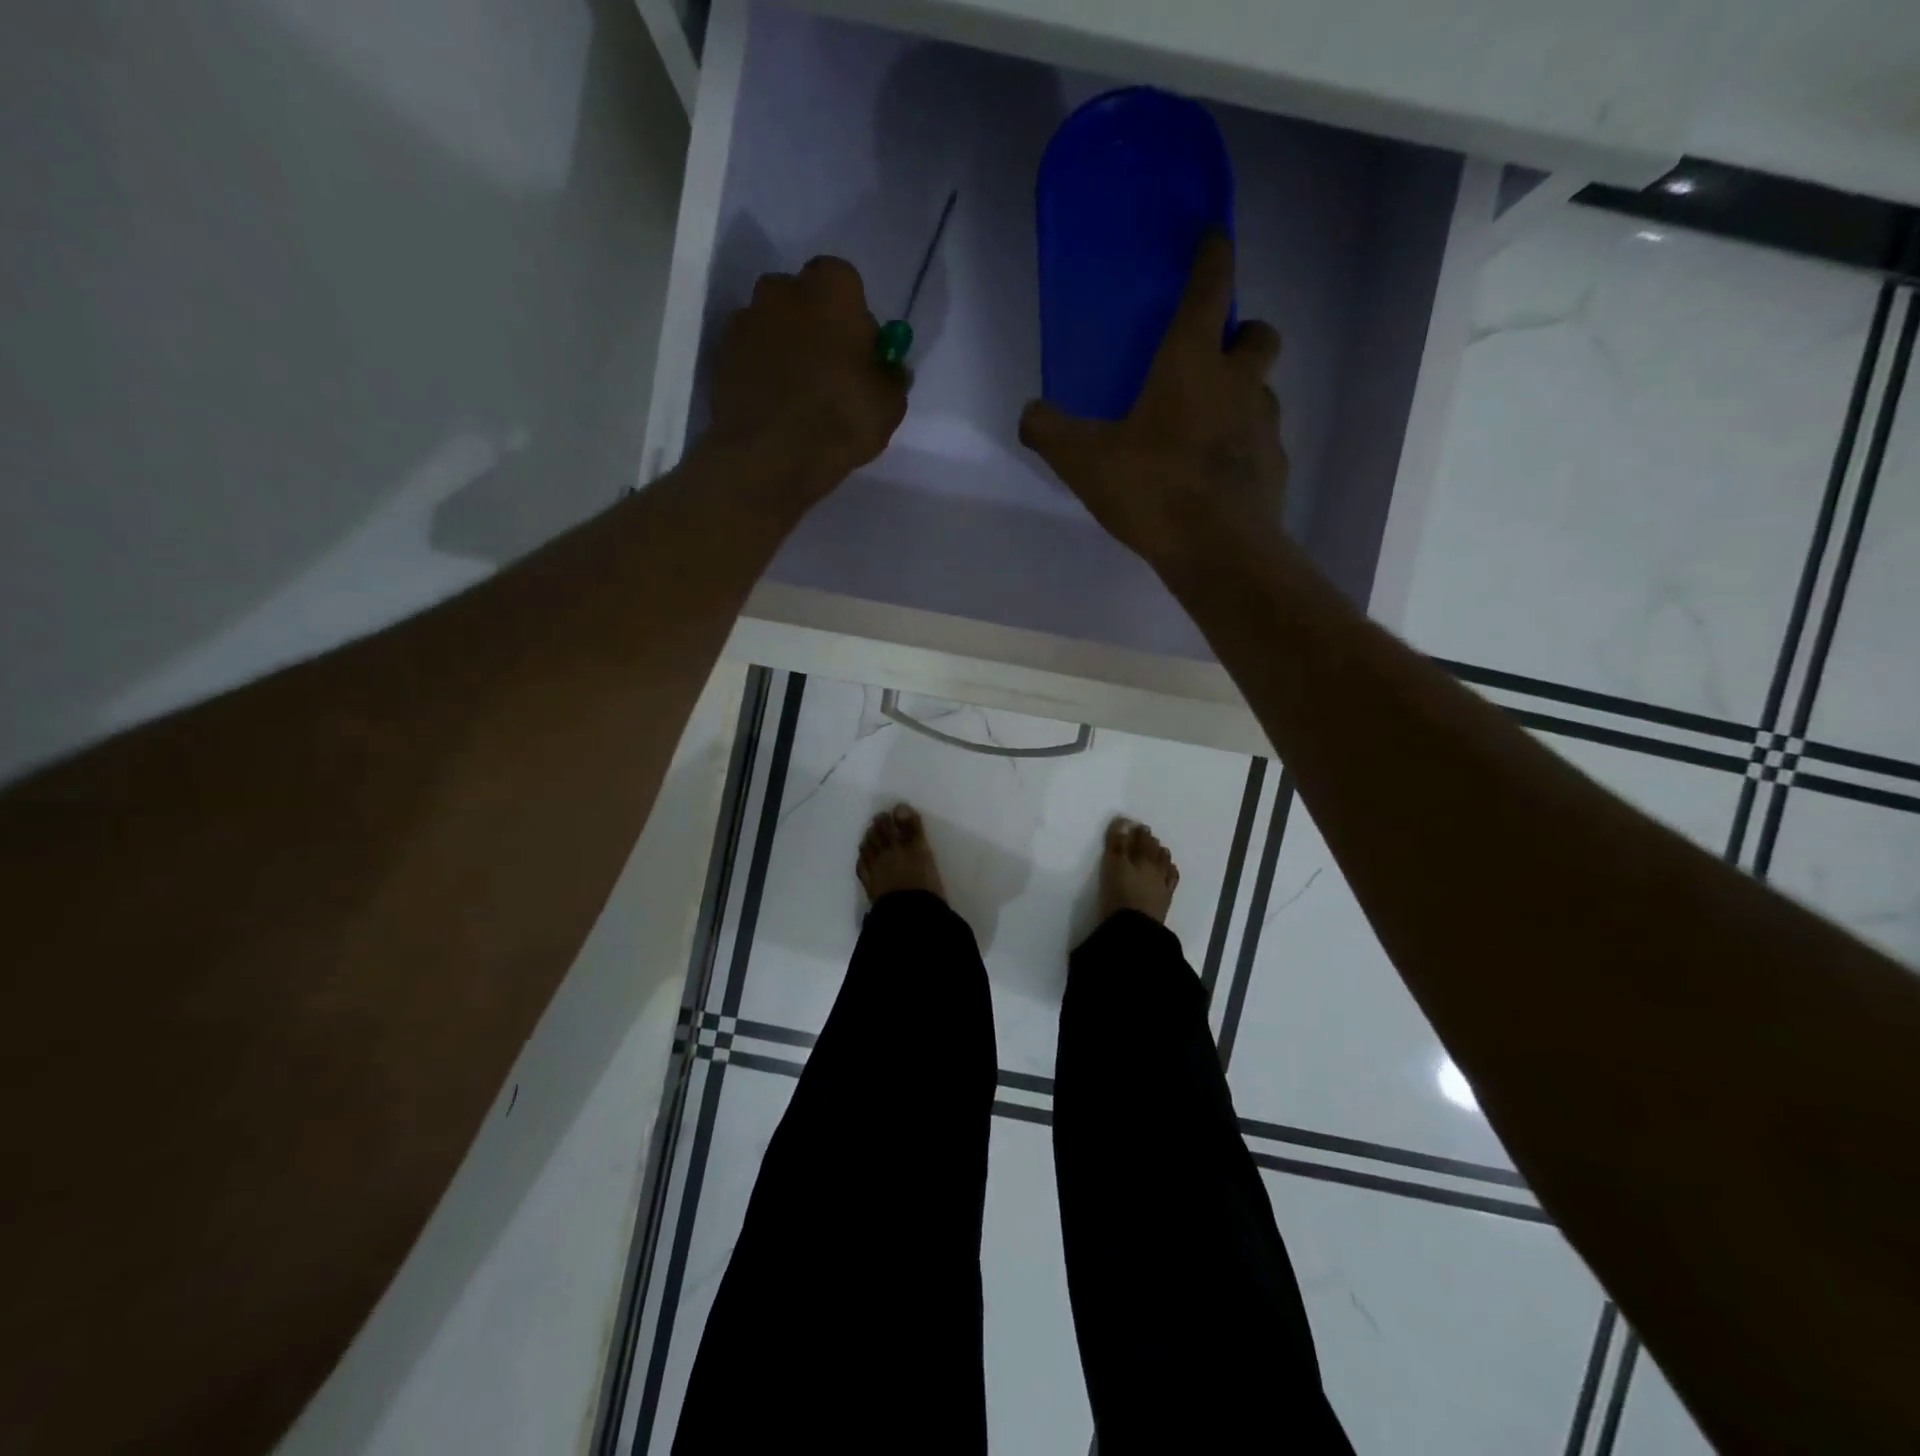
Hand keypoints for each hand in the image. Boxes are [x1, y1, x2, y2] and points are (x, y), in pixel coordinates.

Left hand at [709, 256, 907, 505]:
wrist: (769, 455)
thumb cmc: (840, 418)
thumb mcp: (889, 405)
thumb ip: (891, 377)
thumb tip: (888, 370)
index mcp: (830, 287)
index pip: (847, 285)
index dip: (855, 320)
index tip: (860, 355)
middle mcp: (782, 289)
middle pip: (805, 301)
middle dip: (817, 328)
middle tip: (831, 374)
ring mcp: (745, 320)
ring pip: (775, 328)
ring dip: (787, 351)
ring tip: (800, 398)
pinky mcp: (721, 355)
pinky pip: (751, 357)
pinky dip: (763, 374)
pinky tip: (776, 410)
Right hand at [1019, 235, 1285, 566]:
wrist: (1217, 550)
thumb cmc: (1153, 488)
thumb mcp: (1085, 461)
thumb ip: (1051, 432)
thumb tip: (1029, 413)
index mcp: (1192, 363)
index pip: (1211, 288)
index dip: (1213, 257)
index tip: (1214, 239)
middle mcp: (1238, 382)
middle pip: (1258, 334)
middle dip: (1240, 334)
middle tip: (1208, 360)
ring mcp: (1265, 425)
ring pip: (1263, 390)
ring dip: (1241, 394)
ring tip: (1204, 428)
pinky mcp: (1275, 467)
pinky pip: (1262, 442)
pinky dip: (1243, 447)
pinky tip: (1215, 476)